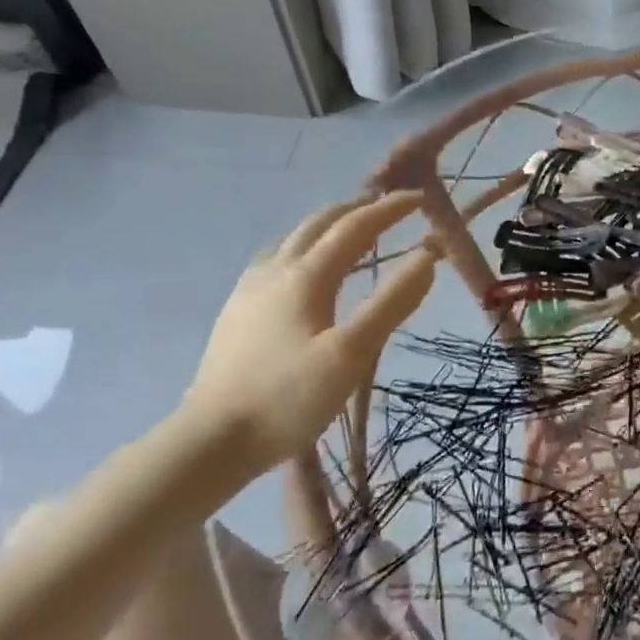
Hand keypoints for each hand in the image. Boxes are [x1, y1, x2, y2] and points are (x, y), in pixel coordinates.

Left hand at [181, 193, 435, 473]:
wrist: (213, 440)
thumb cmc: (289, 398)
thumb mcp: (351, 353)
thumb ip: (392, 302)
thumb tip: (427, 256)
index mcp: (305, 277)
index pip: (354, 228)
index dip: (388, 210)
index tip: (418, 199)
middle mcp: (274, 273)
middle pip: (317, 225)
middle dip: (355, 209)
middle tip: (386, 206)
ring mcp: (249, 292)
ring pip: (291, 240)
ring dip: (326, 226)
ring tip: (349, 231)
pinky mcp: (236, 314)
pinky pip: (275, 262)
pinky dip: (302, 249)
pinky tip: (301, 271)